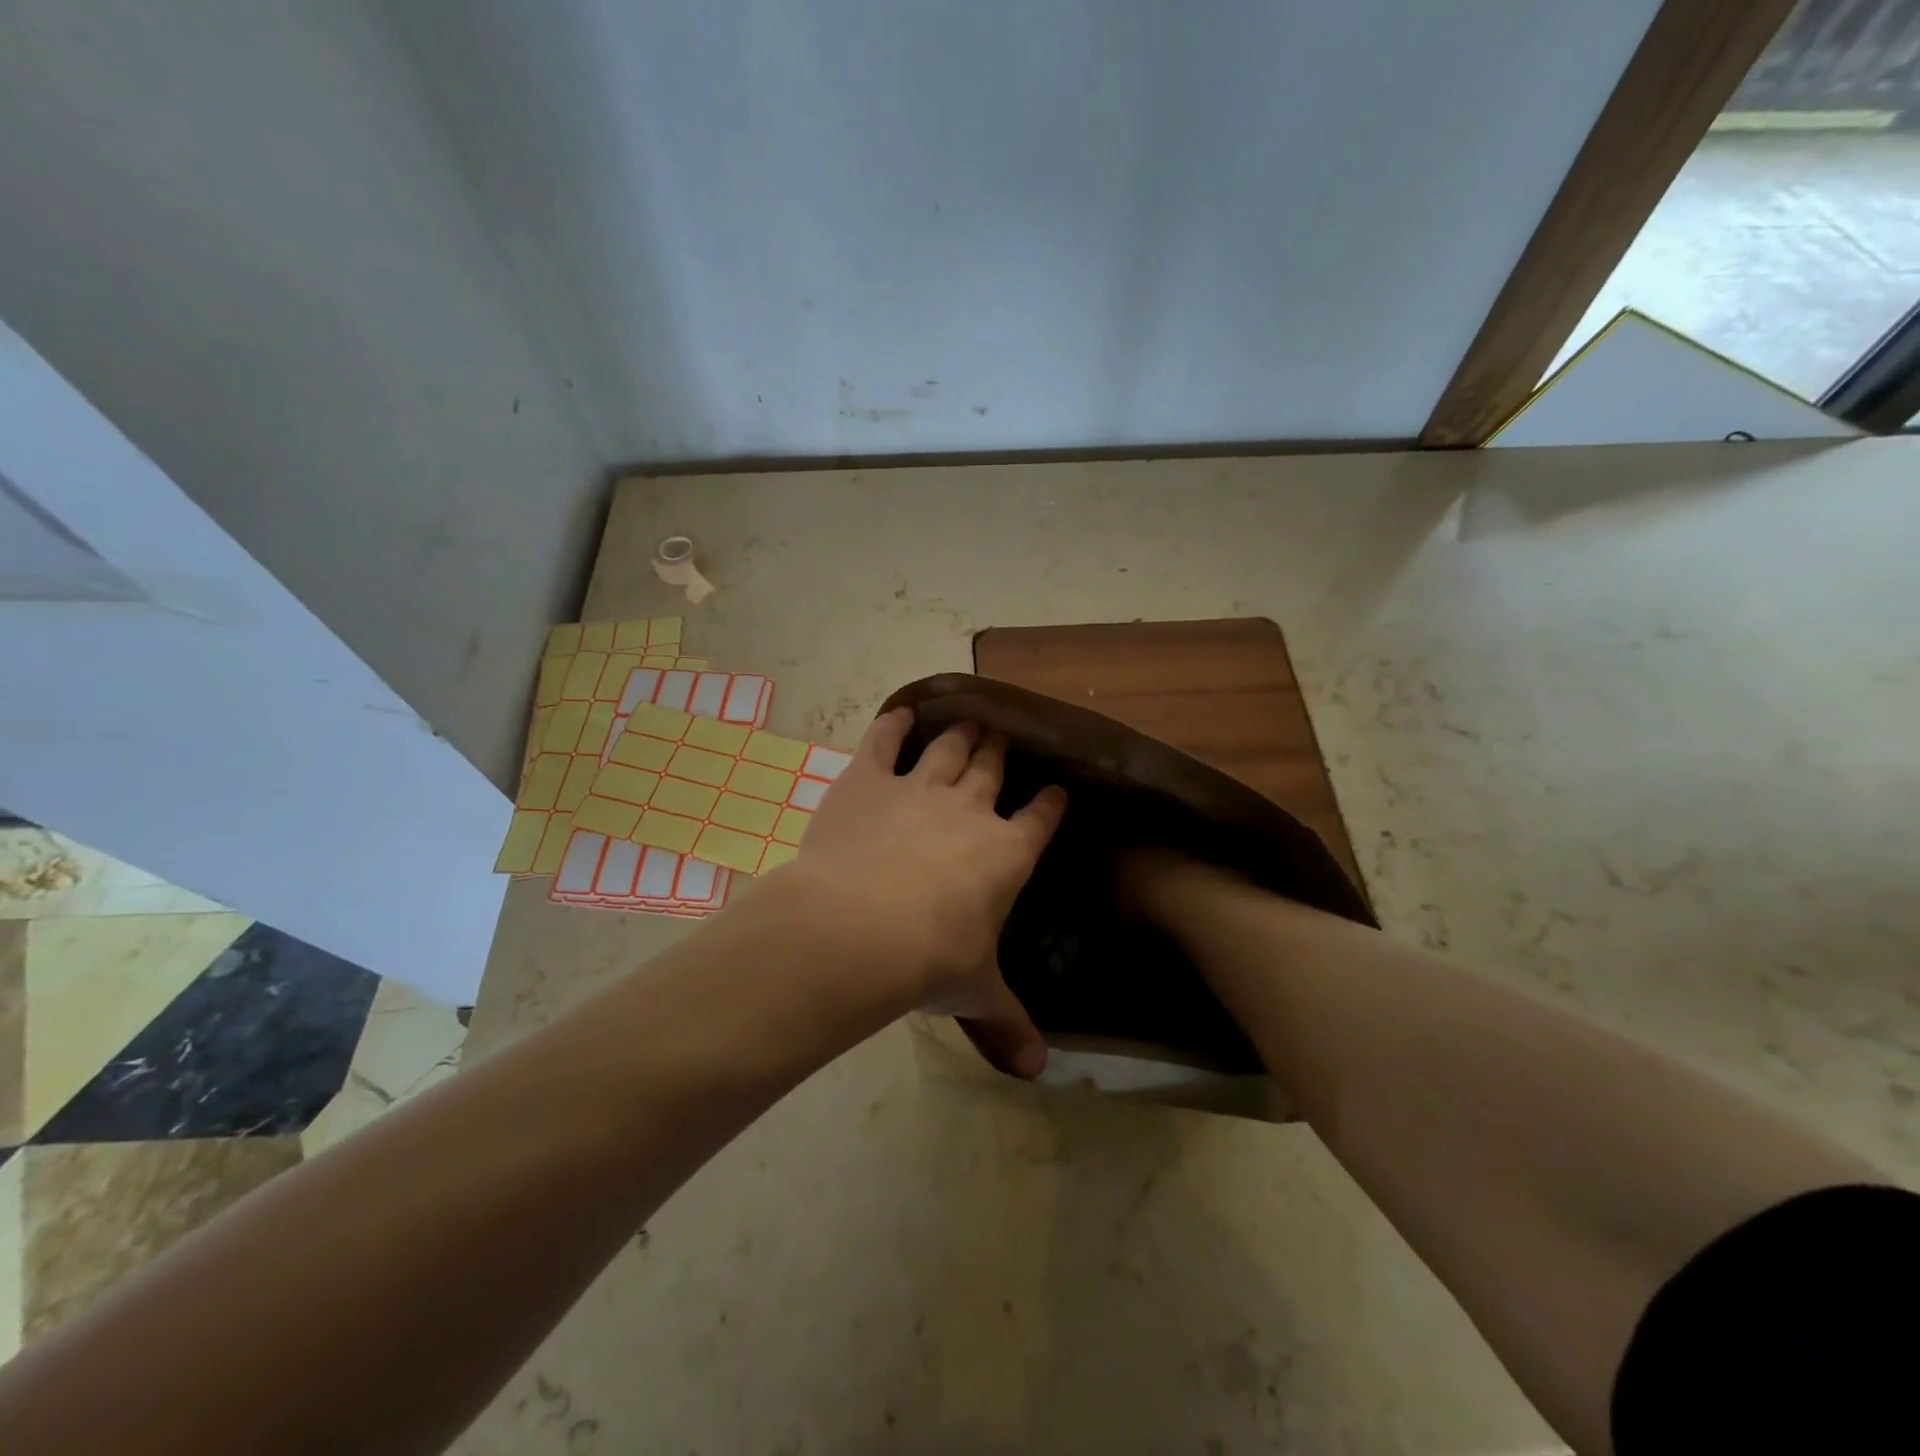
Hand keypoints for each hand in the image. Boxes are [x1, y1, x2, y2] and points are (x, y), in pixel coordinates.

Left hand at [783, 707, 1065, 1076]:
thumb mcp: (974, 994)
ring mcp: (919, 787)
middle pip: (993, 768)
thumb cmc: (929, 960)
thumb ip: (1007, 1024)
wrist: (858, 929)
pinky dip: (893, 724)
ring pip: (950, 747)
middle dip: (1001, 752)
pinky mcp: (869, 778)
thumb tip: (1039, 1073)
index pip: (1040, 818)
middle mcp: (970, 809)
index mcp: (1007, 852)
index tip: (1056, 789)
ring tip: (971, 720)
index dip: (1050, 803)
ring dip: (962, 732)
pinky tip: (900, 713)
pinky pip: (884, 740)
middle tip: (1005, 737)